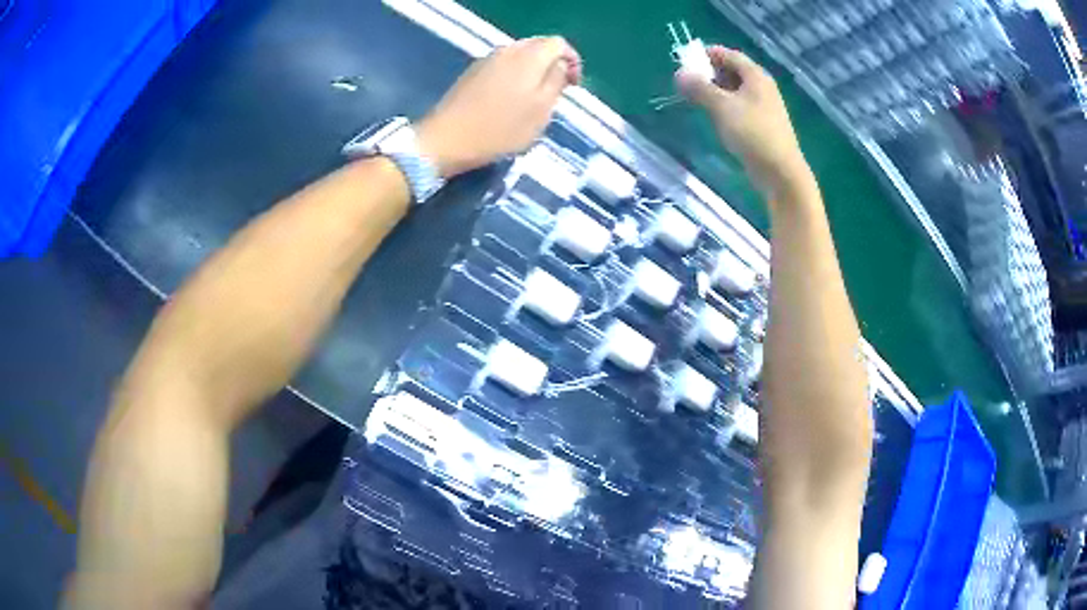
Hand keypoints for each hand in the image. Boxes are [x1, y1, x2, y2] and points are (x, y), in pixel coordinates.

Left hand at [417, 37, 581, 177]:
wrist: (447, 139)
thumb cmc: (500, 128)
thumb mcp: (541, 110)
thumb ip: (557, 81)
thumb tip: (561, 65)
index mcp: (529, 56)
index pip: (559, 44)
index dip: (572, 61)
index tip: (573, 85)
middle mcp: (508, 50)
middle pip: (539, 46)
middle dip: (552, 64)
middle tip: (556, 91)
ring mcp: (487, 59)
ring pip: (520, 56)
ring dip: (533, 71)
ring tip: (535, 97)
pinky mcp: (472, 72)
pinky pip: (503, 65)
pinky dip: (515, 75)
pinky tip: (511, 99)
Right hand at [676, 47, 813, 198]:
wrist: (781, 173)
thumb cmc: (753, 134)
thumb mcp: (722, 108)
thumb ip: (699, 88)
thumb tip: (679, 73)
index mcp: (755, 76)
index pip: (728, 55)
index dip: (706, 54)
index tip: (685, 62)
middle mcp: (761, 86)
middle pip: (732, 71)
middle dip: (708, 73)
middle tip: (687, 83)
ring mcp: (763, 106)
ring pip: (735, 90)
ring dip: (715, 91)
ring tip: (696, 100)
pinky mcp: (762, 124)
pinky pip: (739, 106)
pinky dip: (725, 106)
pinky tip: (714, 117)